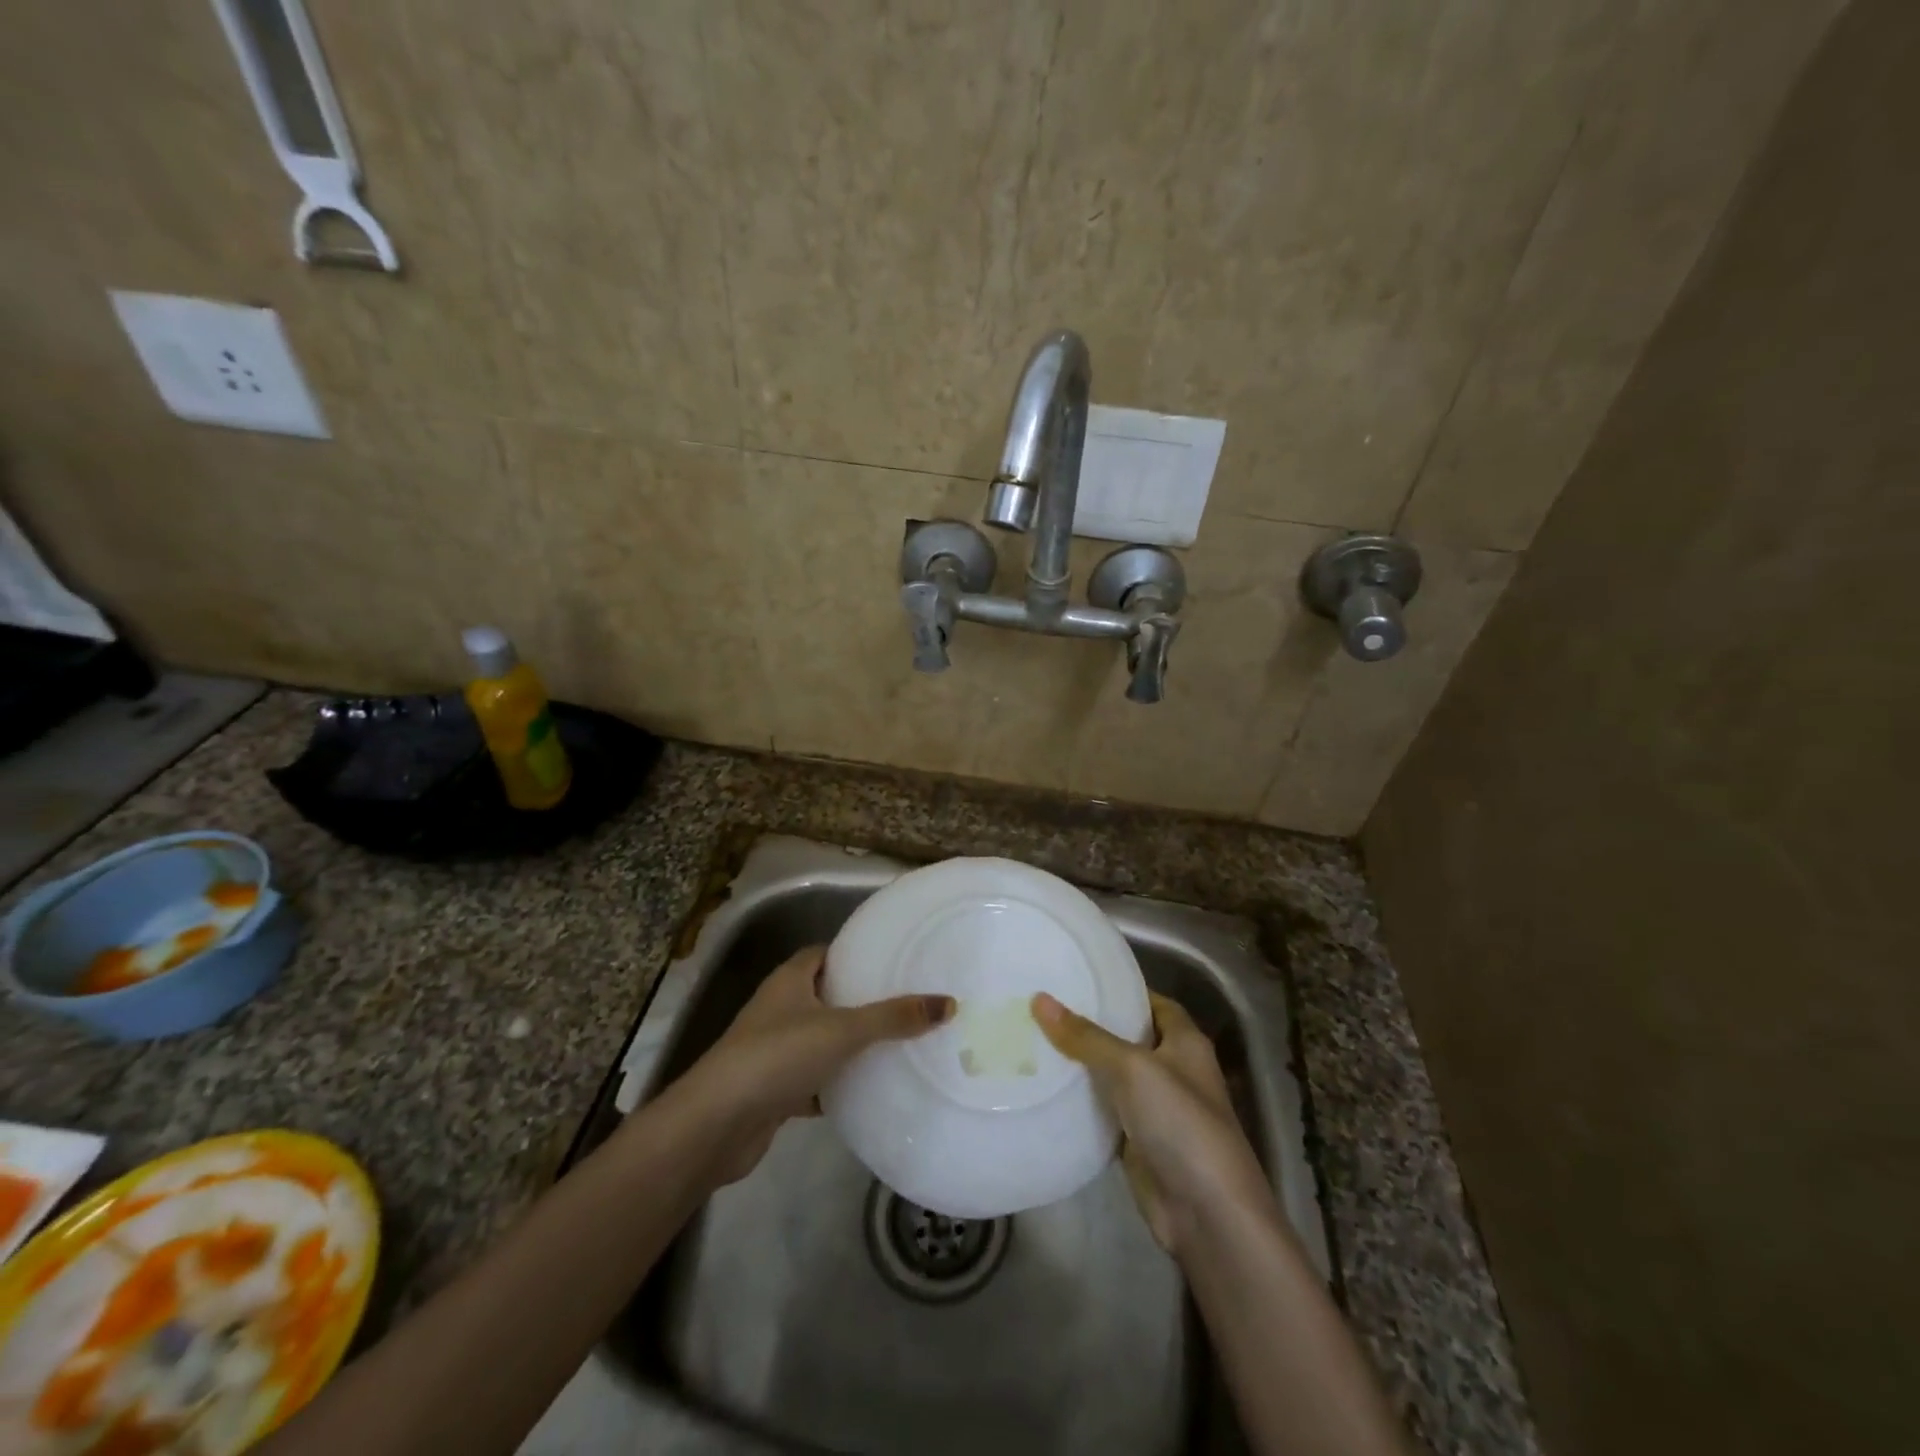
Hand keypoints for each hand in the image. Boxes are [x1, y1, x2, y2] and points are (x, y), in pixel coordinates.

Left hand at [674, 945, 953, 1185]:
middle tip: (907, 1004)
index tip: (894, 960)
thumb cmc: (777, 1057)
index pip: (825, 953)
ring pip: (822, 1039)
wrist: (717, 1125)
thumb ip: (893, 1018)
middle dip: (862, 1000)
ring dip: (851, 1044)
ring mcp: (775, 1050)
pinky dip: (838, 1083)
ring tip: (899, 1044)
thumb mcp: (842, 1031)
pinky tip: (870, 1089)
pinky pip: (816, 1078)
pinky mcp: (775, 1089)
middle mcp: (780, 1008)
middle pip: (826, 995)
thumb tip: (949, 1003)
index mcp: (790, 980)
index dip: (856, 954)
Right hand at [1033, 990, 1274, 1258]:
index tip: (1079, 978)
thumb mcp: (1132, 1068)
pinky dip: (1082, 1100)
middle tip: (1045, 1004)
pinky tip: (1046, 1085)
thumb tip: (1040, 999)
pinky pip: (1105, 1110)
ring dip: (1082, 1062)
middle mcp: (1173, 1069)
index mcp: (1185, 1041)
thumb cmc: (1180, 1123)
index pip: (1152, 1001)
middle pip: (1128, 1037)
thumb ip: (1086, 1036)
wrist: (1207, 1214)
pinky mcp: (1138, 1141)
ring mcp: (1156, 1108)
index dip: (1121, 989)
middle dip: (1092, 1024)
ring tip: (1035, 1036)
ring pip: (1113, 1074)